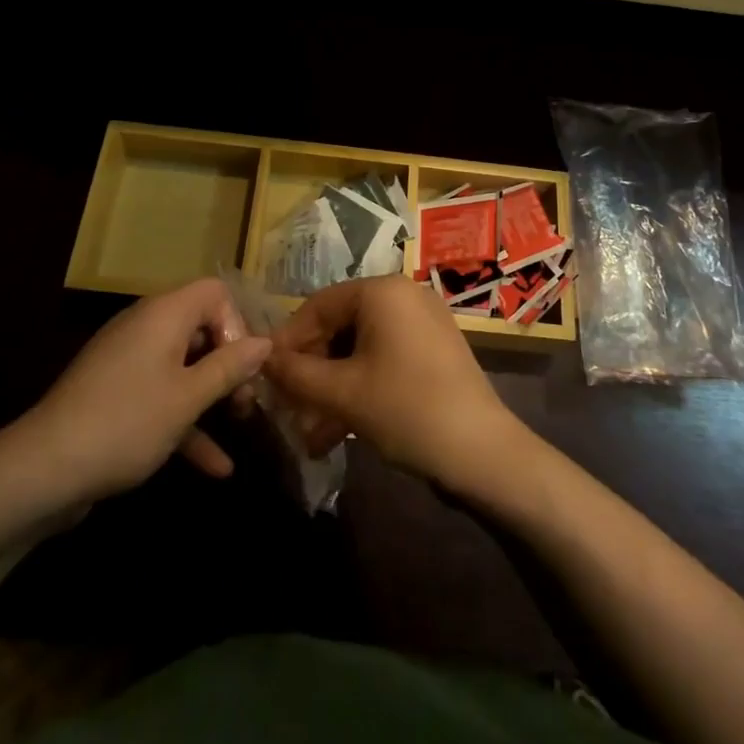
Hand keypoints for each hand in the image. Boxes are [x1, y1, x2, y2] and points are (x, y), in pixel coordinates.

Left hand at [5, 278, 271, 510]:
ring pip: (184, 366)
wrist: (41, 472)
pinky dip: (186, 423)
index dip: (237, 324)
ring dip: (213, 394)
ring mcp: (128, 363)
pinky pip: (161, 396)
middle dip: (230, 363)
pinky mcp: (116, 396)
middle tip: (247, 400)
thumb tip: (265, 342)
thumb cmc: (126, 422)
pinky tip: (216, 466)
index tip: (244, 366)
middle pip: (202, 328)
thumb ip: (229, 367)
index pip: (214, 293)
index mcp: (164, 315)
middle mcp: (146, 328)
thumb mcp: (188, 397)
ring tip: (242, 425)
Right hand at [264, 275, 527, 492]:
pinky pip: (383, 360)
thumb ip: (296, 374)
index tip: (265, 376)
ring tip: (308, 433)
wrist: (482, 452)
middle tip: (287, 409)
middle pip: (339, 327)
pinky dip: (358, 389)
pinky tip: (335, 434)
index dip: (288, 342)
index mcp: (382, 291)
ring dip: (331, 389)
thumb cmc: (406, 409)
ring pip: (359, 350)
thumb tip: (260, 360)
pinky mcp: (432, 351)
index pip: (318, 305)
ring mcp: (422, 323)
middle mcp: (403, 296)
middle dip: (311, 372)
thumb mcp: (342, 394)